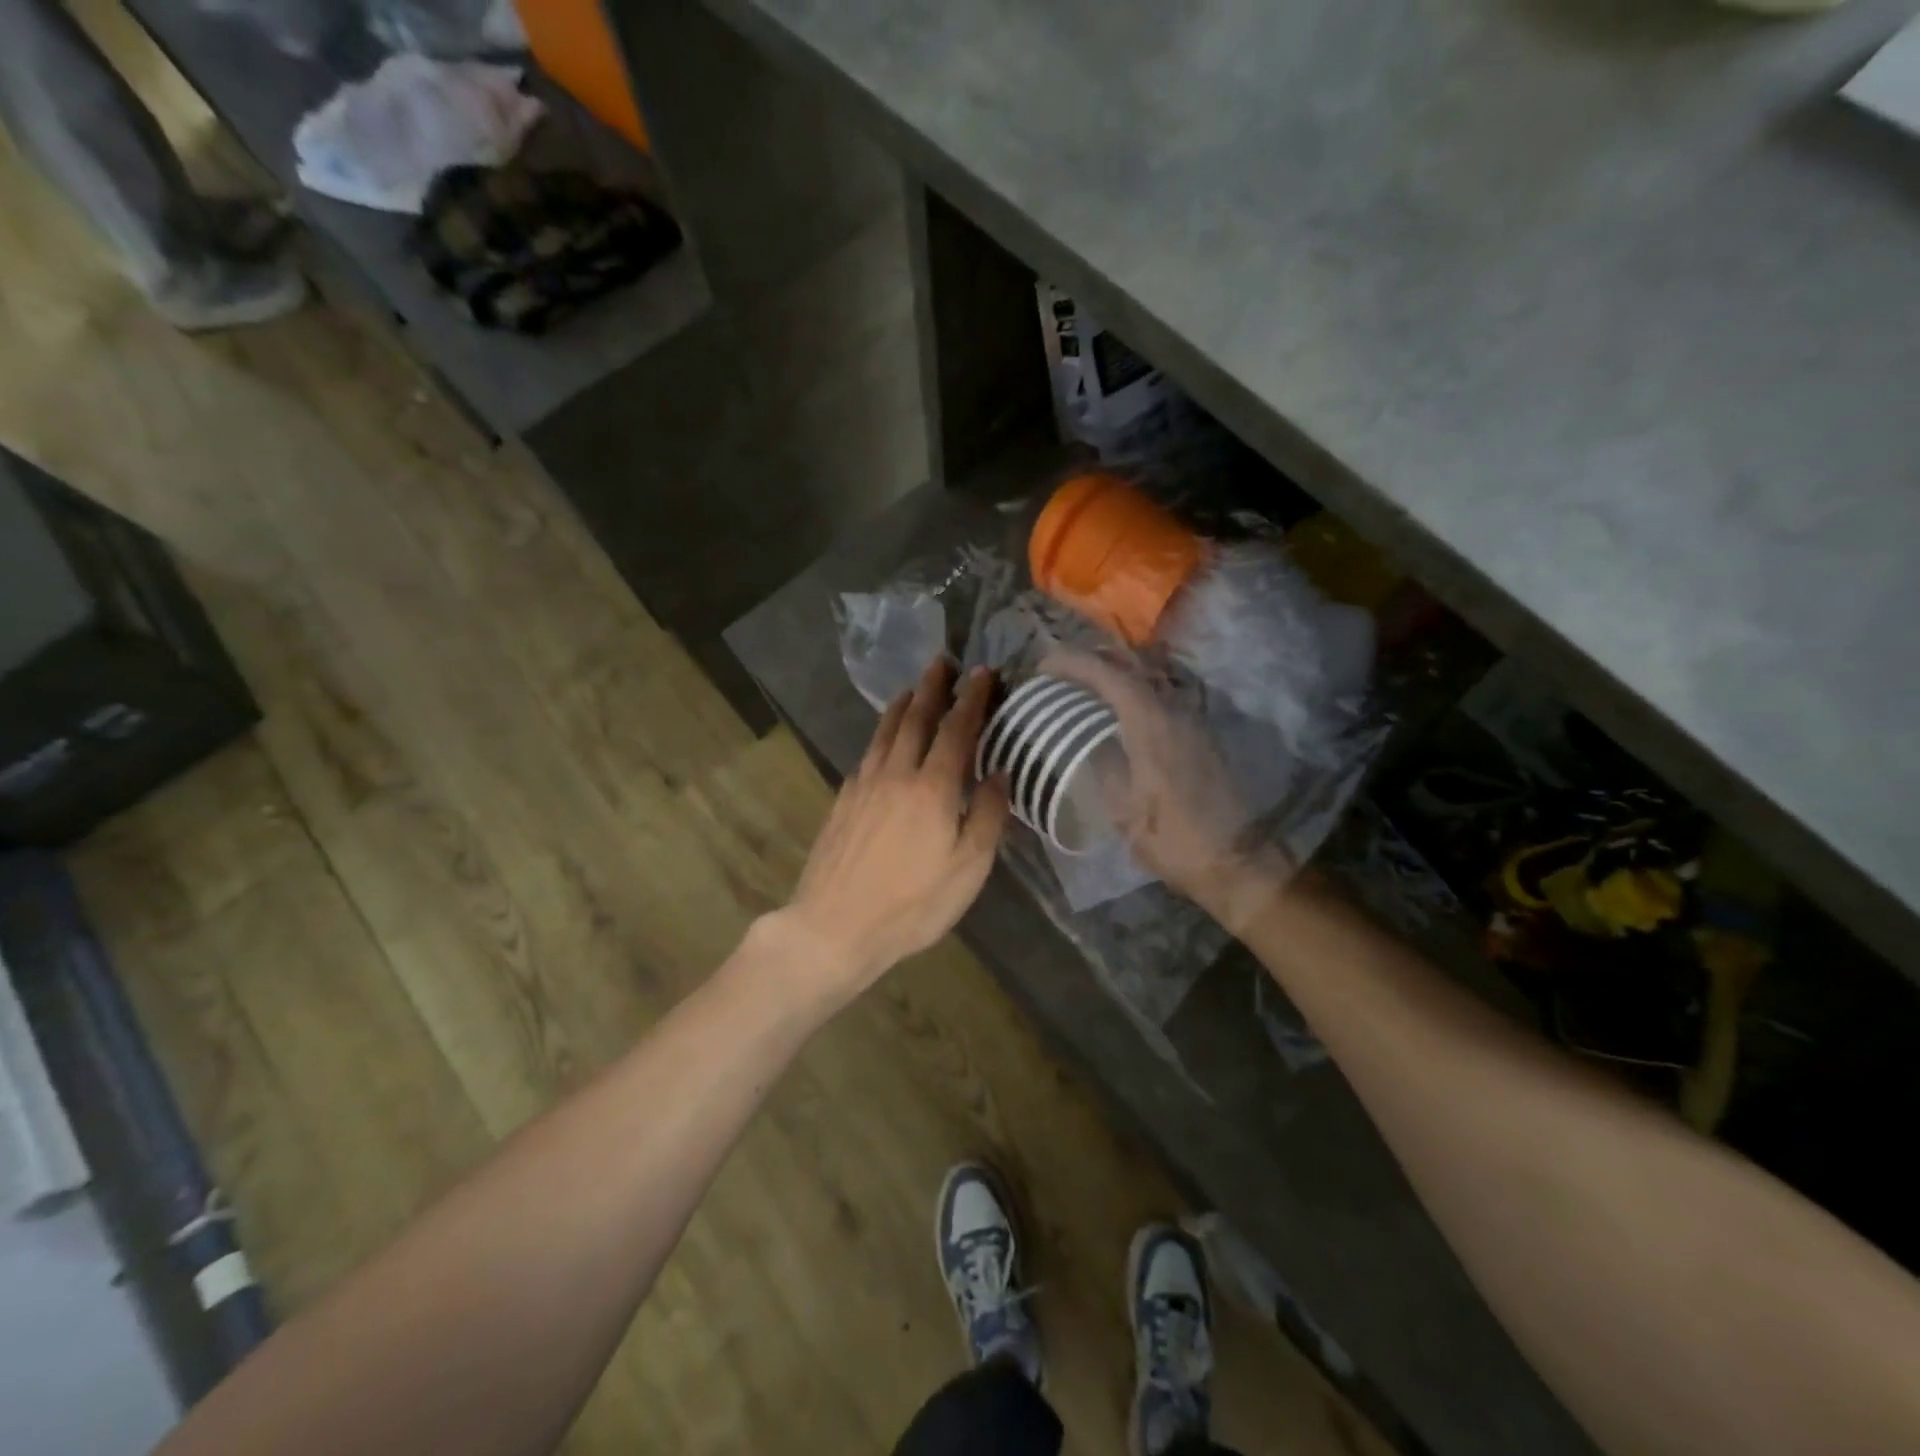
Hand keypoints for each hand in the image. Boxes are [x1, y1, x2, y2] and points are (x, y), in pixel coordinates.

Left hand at [778, 657, 1009, 999]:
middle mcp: (896, 775)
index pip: (957, 730)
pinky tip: (882, 740)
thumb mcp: (968, 869)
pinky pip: (867, 753)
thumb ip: (987, 817)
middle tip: (942, 662)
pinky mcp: (843, 801)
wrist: (834, 925)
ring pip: (885, 732)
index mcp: (933, 788)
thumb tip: (1000, 773)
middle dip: (932, 688)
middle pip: (916, 719)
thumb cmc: (912, 904)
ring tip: (913, 689)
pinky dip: (880, 735)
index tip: (982, 673)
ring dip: (902, 706)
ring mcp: (864, 785)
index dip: (971, 700)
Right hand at [1045, 652, 1290, 928]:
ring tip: (1087, 683)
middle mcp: (1174, 708)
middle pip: (1132, 663)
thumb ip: (1102, 763)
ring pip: (1151, 673)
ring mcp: (1192, 717)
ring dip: (1117, 669)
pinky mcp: (1200, 731)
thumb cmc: (1171, 838)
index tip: (1043, 667)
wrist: (1232, 858)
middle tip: (1062, 671)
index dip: (1072, 663)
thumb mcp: (1122, 808)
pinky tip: (1121, 705)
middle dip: (1093, 658)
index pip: (1107, 674)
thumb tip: (1085, 739)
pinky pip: (1164, 691)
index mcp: (1150, 723)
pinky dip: (1137, 686)